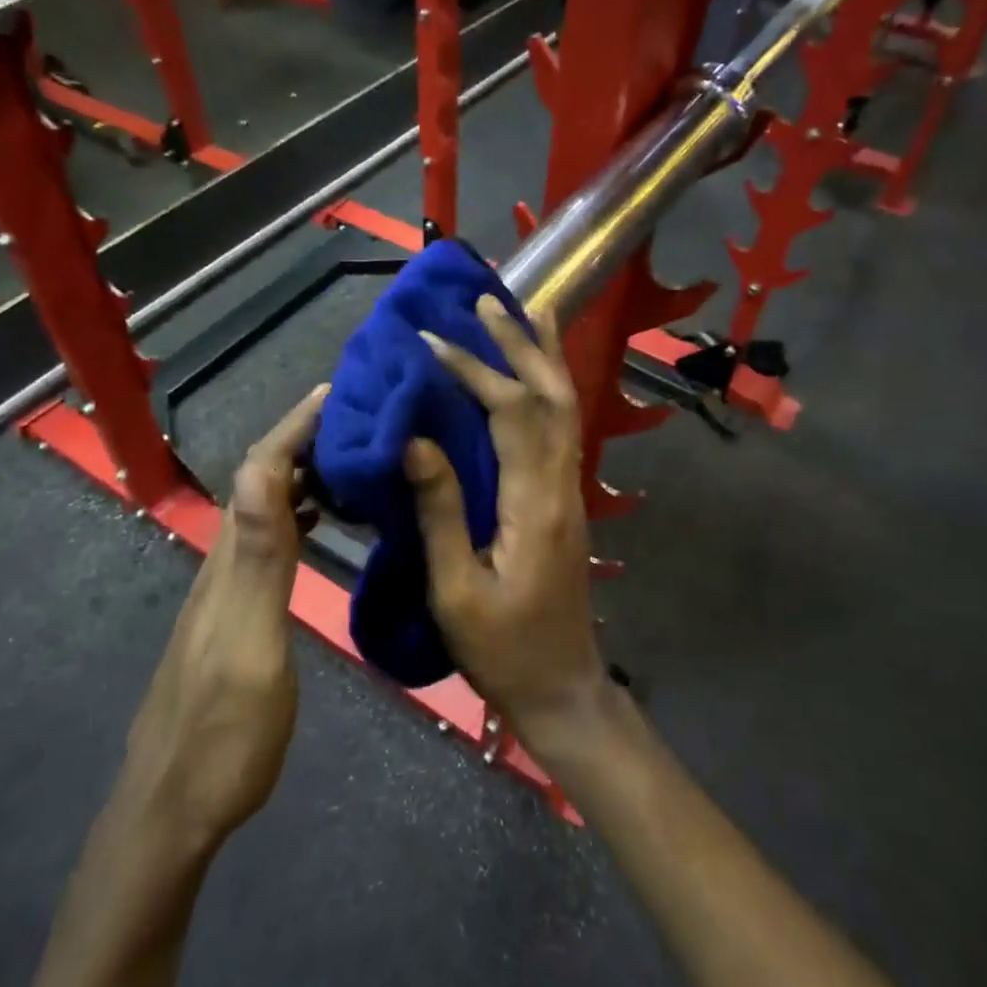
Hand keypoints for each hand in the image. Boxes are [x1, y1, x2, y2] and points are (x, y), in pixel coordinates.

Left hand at [114, 385, 327, 856]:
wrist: (174, 810)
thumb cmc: (225, 736)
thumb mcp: (250, 647)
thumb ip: (260, 561)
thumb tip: (260, 469)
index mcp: (231, 563)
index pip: (259, 472)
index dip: (295, 427)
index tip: (339, 393)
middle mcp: (224, 564)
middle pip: (261, 481)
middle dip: (304, 438)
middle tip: (362, 418)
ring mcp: (227, 590)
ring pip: (267, 509)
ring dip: (305, 474)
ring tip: (354, 457)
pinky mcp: (237, 614)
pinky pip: (273, 541)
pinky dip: (302, 515)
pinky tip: (326, 521)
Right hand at [408, 298, 604, 745]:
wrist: (562, 686)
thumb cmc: (503, 649)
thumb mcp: (456, 590)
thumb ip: (440, 512)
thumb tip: (416, 441)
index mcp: (534, 503)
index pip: (510, 413)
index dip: (474, 370)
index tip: (430, 342)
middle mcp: (561, 485)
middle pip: (552, 395)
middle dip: (520, 343)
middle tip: (488, 300)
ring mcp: (570, 492)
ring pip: (565, 407)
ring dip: (542, 357)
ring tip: (521, 313)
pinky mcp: (565, 502)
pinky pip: (560, 429)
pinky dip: (546, 390)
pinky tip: (529, 377)